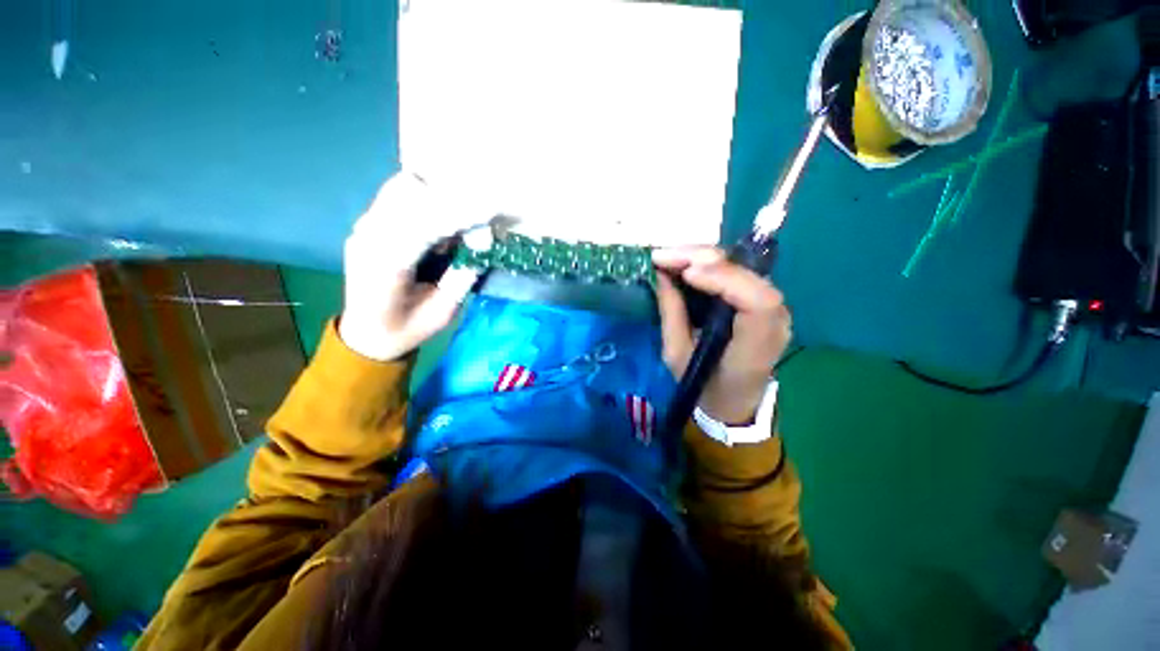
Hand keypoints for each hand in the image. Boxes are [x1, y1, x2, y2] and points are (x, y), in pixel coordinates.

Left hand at [339, 172, 493, 360]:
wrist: (366, 335)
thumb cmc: (407, 329)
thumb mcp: (443, 312)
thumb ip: (462, 277)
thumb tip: (482, 245)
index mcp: (387, 264)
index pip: (424, 222)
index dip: (458, 214)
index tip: (488, 211)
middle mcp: (369, 237)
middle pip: (408, 192)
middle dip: (447, 197)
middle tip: (476, 214)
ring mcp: (363, 229)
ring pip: (401, 190)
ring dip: (435, 196)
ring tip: (459, 219)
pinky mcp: (367, 227)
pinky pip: (396, 200)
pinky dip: (424, 201)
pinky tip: (440, 221)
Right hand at [652, 246, 791, 423]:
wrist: (733, 402)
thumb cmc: (704, 385)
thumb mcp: (678, 357)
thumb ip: (672, 315)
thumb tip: (662, 276)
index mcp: (756, 346)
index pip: (757, 302)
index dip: (725, 280)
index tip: (687, 275)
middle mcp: (774, 321)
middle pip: (749, 275)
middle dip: (703, 260)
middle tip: (664, 256)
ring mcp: (771, 308)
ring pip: (742, 268)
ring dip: (703, 257)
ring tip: (669, 256)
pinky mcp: (759, 300)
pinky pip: (736, 273)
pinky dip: (708, 264)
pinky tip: (685, 262)